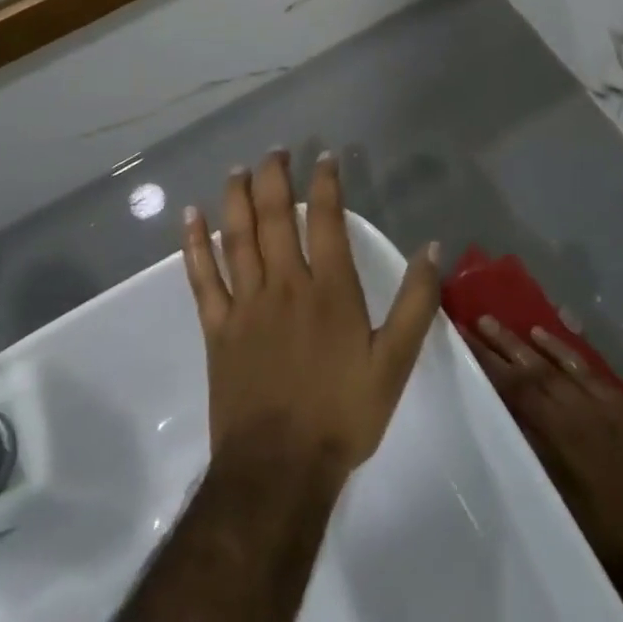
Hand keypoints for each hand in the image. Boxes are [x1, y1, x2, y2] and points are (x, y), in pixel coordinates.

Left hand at [181, 150, 442, 482]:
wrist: (278, 470)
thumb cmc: (342, 414)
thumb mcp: (396, 363)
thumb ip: (417, 303)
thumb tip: (431, 248)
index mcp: (330, 289)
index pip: (326, 219)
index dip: (326, 183)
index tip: (324, 157)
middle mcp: (285, 284)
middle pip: (275, 217)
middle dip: (275, 178)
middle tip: (275, 150)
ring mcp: (245, 305)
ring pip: (237, 237)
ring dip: (237, 198)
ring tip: (238, 168)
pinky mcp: (217, 329)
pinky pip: (202, 278)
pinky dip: (194, 245)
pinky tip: (191, 218)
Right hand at [467, 317, 622, 621]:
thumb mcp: (568, 516)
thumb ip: (537, 469)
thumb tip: (503, 435)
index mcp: (558, 442)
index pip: (513, 393)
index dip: (485, 366)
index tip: (461, 341)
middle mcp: (575, 414)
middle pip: (530, 372)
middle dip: (498, 347)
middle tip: (471, 321)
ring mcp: (602, 405)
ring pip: (555, 365)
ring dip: (524, 343)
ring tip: (496, 322)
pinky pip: (585, 368)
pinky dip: (564, 350)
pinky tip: (548, 337)